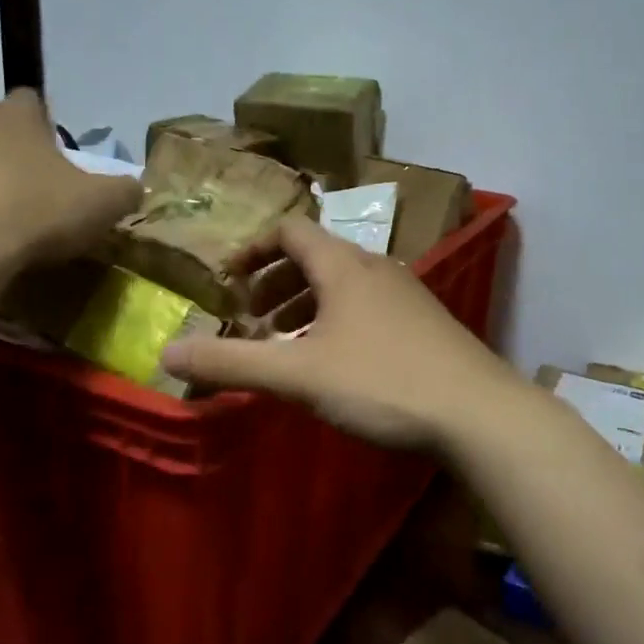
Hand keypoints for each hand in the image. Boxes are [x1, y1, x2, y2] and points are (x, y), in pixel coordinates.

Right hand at [160, 215, 526, 451]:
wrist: (478, 412)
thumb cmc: (383, 382)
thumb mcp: (299, 375)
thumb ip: (231, 364)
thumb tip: (166, 356)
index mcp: (344, 266)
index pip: (290, 230)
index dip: (253, 248)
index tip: (228, 279)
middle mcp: (376, 268)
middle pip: (315, 257)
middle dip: (275, 282)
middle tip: (251, 318)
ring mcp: (406, 294)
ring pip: (343, 285)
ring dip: (306, 304)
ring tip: (284, 342)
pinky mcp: (425, 323)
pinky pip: (367, 307)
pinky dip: (336, 321)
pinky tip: (334, 362)